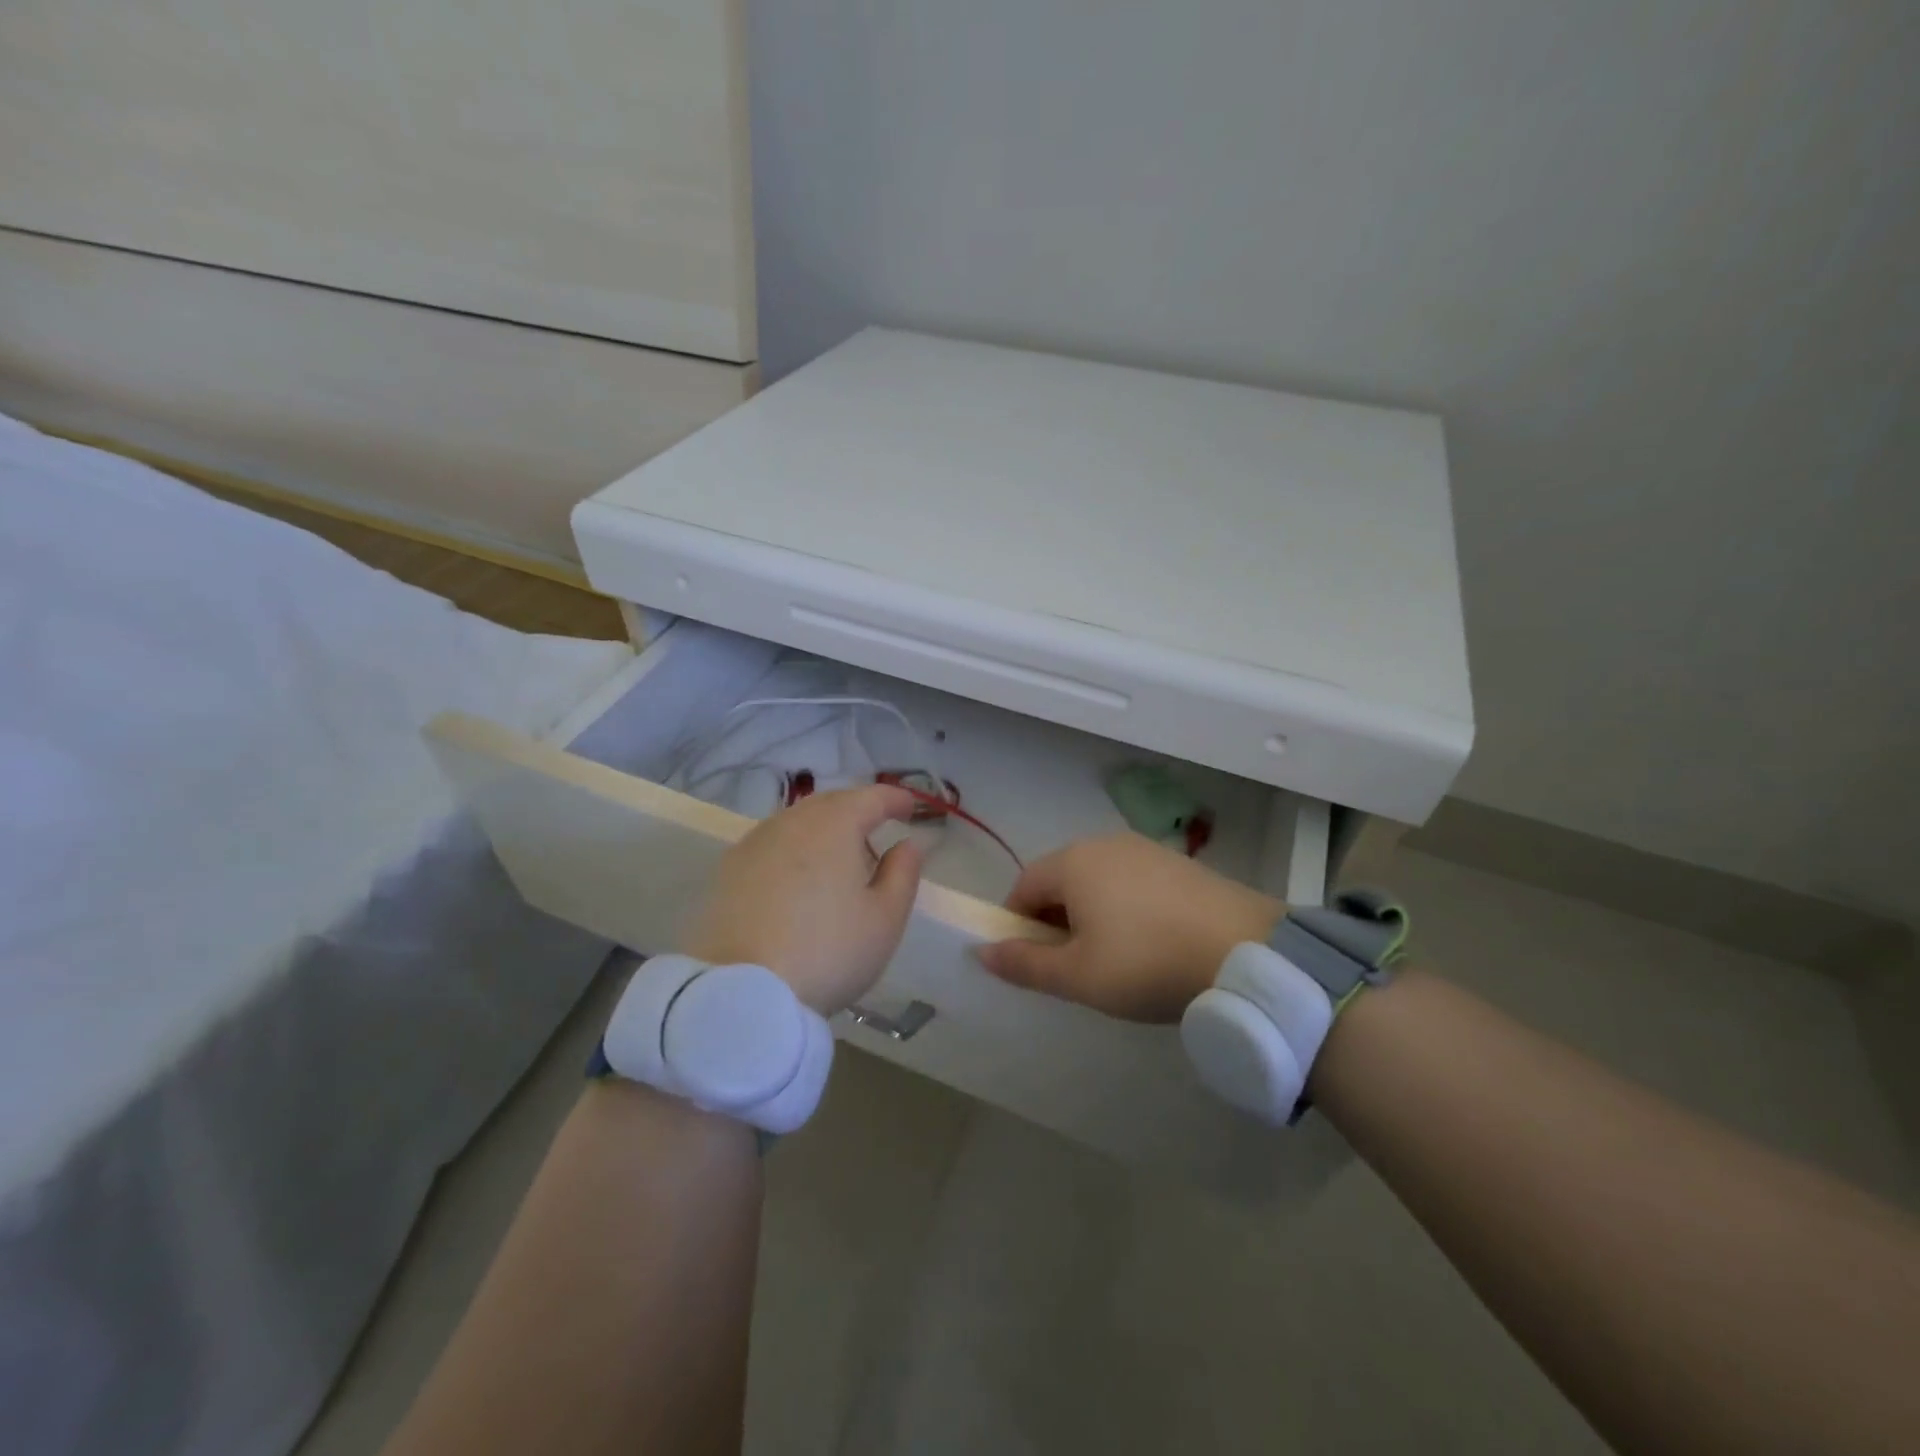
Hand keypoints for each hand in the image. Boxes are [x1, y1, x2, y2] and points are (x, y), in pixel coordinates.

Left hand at [680, 785, 922, 1015]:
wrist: (740, 992)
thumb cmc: (827, 952)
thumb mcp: (884, 919)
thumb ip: (903, 873)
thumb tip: (908, 844)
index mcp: (834, 824)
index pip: (871, 797)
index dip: (895, 799)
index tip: (911, 808)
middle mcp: (791, 822)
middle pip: (831, 803)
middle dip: (858, 810)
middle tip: (877, 831)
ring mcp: (754, 844)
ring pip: (798, 822)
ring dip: (824, 829)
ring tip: (840, 858)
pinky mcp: (728, 871)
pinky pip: (772, 845)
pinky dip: (794, 850)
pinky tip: (799, 880)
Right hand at [974, 832, 1283, 1021]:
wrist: (1247, 952)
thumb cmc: (1147, 963)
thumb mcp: (1078, 976)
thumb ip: (1025, 964)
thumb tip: (982, 952)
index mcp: (1073, 862)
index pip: (1024, 887)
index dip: (1018, 925)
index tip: (1036, 963)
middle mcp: (1104, 843)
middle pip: (1060, 880)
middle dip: (1056, 921)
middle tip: (1077, 967)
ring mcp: (1145, 849)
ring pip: (1097, 881)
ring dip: (1092, 915)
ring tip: (1117, 959)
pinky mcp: (1178, 863)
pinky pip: (1132, 882)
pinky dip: (1126, 909)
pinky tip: (1151, 943)